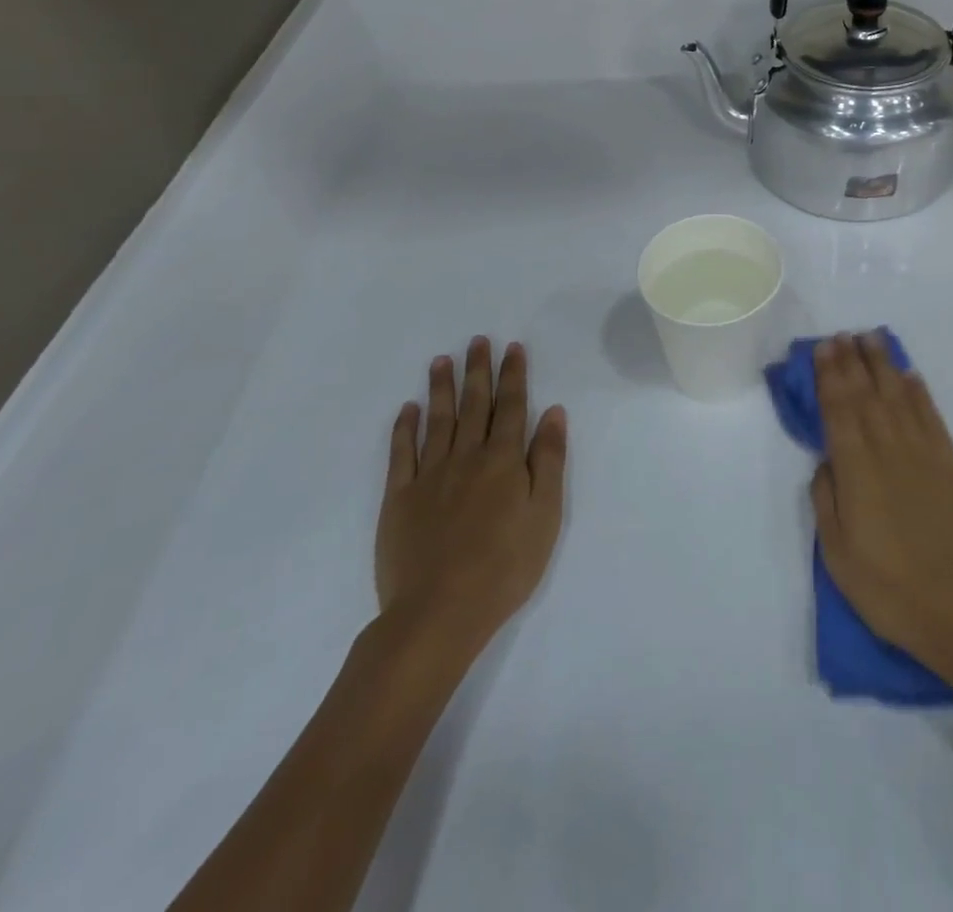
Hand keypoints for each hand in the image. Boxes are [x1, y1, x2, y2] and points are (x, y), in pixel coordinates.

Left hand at [374, 338, 566, 663]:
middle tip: (477, 341)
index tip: (512, 347)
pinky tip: (408, 408)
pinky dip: (405, 428)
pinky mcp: (400, 498)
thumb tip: (553, 412)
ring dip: (441, 388)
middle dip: (478, 371)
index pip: (512, 407)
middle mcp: (467, 457)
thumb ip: (548, 460)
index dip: (513, 375)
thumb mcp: (545, 514)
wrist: (440, 611)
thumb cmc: (505, 566)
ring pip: (438, 420)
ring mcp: (430, 475)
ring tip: (441, 360)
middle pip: (474, 405)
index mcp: (504, 461)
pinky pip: (402, 453)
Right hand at [809, 333, 952, 681]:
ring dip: (883, 365)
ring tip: (871, 339)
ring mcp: (925, 453)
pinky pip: (932, 415)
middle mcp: (889, 450)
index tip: (823, 348)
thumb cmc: (891, 590)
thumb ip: (827, 501)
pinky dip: (919, 391)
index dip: (829, 376)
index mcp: (856, 470)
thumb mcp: (839, 556)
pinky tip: (909, 375)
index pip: (838, 409)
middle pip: (866, 394)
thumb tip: (826, 462)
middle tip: (842, 335)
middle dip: (852, 361)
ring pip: (899, 395)